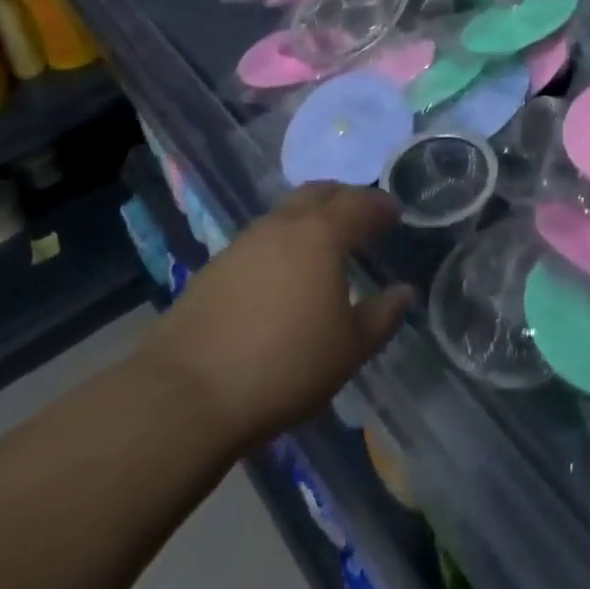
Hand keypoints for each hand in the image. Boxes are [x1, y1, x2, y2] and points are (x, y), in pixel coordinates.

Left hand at [138, 184, 413, 446]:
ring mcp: (242, 244)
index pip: (360, 204)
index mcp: (322, 234)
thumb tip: (405, 292)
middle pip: (319, 193)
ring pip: (285, 215)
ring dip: (309, 220)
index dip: (381, 205)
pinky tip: (281, 277)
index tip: (395, 213)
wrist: (185, 395)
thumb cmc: (284, 365)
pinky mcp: (213, 269)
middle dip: (345, 198)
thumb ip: (382, 316)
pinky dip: (280, 245)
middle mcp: (282, 226)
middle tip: (361, 217)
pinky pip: (259, 241)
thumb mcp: (349, 349)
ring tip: (322, 247)